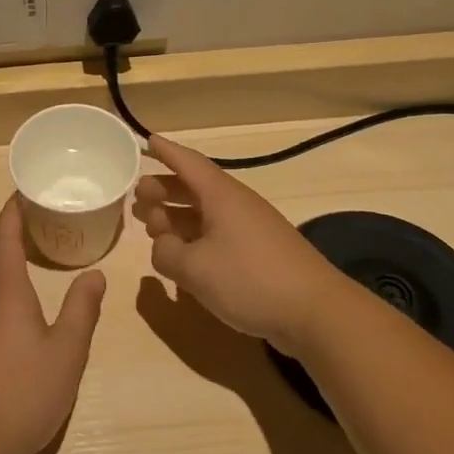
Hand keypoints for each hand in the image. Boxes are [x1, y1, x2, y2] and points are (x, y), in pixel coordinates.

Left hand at [0, 198, 105, 453]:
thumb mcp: (68, 351)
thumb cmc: (26, 393)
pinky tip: (7, 308)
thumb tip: (95, 273)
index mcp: (3, 290)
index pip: (3, 235)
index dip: (12, 210)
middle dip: (2, 231)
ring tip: (23, 260)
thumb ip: (82, 309)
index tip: (24, 193)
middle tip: (30, 225)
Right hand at [132, 135, 344, 353]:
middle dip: (165, 188)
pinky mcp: (260, 253)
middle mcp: (237, 205)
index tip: (146, 141)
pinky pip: (219, 234)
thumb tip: (163, 245)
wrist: (315, 312)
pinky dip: (195, 237)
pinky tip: (183, 256)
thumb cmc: (250, 279)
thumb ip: (167, 252)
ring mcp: (251, 229)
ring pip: (206, 212)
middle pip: (195, 187)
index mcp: (221, 196)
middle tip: (137, 196)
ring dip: (177, 215)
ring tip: (152, 225)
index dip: (166, 151)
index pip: (188, 162)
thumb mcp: (194, 268)